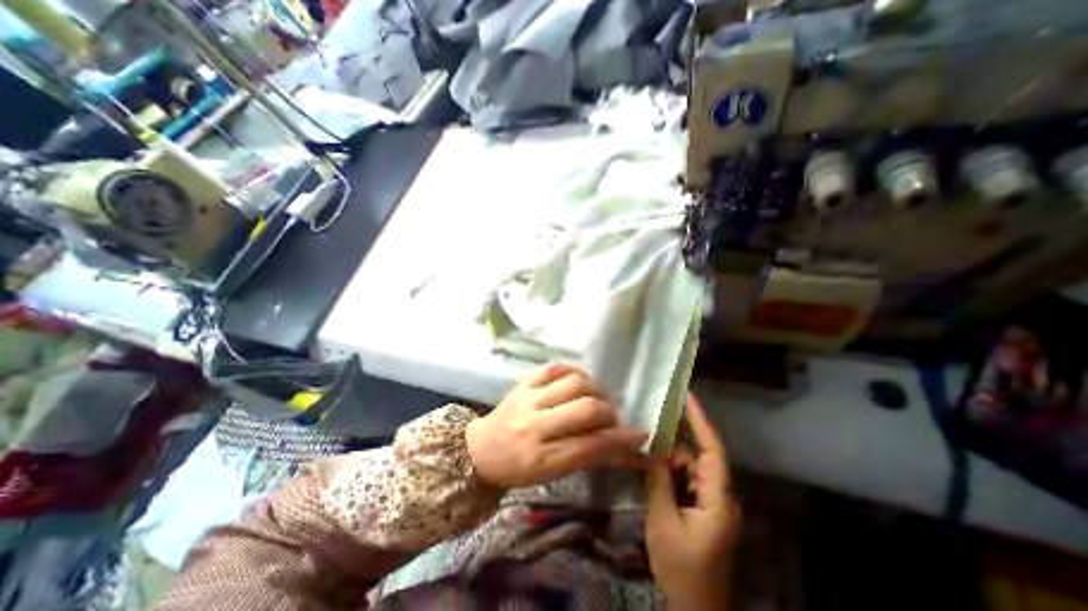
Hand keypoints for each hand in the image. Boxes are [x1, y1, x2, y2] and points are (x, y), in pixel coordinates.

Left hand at [466, 365, 643, 489]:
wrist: (480, 449)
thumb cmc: (519, 469)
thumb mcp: (552, 475)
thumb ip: (587, 458)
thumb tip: (623, 446)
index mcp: (542, 458)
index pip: (591, 446)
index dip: (621, 440)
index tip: (640, 434)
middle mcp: (535, 425)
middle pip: (586, 409)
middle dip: (609, 412)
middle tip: (612, 417)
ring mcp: (528, 398)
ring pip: (574, 383)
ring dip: (595, 389)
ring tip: (597, 398)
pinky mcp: (524, 382)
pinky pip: (556, 367)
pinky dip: (575, 371)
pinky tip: (581, 381)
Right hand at [644, 395, 738, 608]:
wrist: (694, 609)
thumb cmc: (682, 569)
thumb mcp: (663, 522)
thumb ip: (658, 481)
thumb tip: (650, 448)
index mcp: (718, 498)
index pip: (713, 451)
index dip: (701, 421)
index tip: (687, 396)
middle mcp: (719, 495)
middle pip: (697, 456)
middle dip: (674, 441)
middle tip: (649, 422)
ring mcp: (710, 502)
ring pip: (689, 467)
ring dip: (668, 457)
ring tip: (644, 444)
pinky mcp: (701, 508)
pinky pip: (685, 479)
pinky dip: (668, 471)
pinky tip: (650, 466)